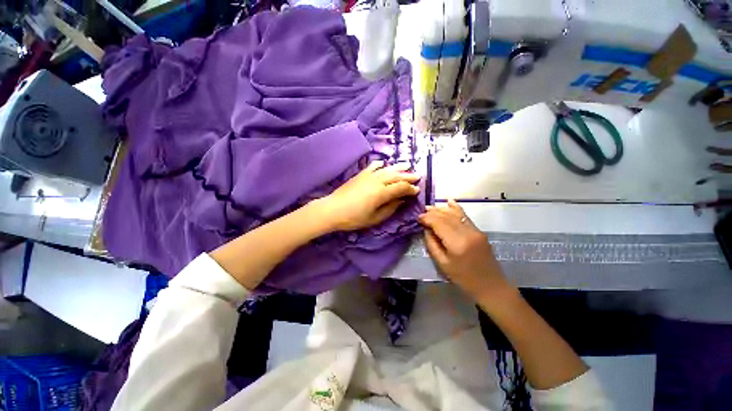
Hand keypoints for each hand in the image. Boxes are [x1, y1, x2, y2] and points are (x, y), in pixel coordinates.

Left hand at [318, 161, 419, 231]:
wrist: (333, 209)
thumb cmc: (354, 218)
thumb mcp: (375, 218)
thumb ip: (390, 209)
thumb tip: (401, 201)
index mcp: (382, 193)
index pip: (401, 187)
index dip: (410, 189)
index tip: (417, 190)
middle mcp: (377, 181)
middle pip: (396, 176)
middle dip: (408, 176)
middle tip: (417, 176)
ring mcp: (368, 175)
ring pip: (387, 169)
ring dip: (398, 167)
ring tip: (407, 165)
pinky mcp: (360, 174)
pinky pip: (373, 166)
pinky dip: (380, 164)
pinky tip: (384, 163)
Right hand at [418, 200, 511, 301]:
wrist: (491, 286)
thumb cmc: (463, 279)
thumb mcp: (442, 264)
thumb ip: (432, 244)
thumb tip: (426, 229)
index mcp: (457, 243)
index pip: (439, 223)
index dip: (427, 218)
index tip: (418, 218)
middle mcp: (467, 233)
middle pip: (447, 217)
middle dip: (433, 212)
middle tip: (422, 211)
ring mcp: (475, 230)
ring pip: (456, 214)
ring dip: (442, 209)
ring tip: (430, 207)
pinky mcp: (479, 231)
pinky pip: (465, 216)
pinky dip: (456, 209)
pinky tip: (450, 202)